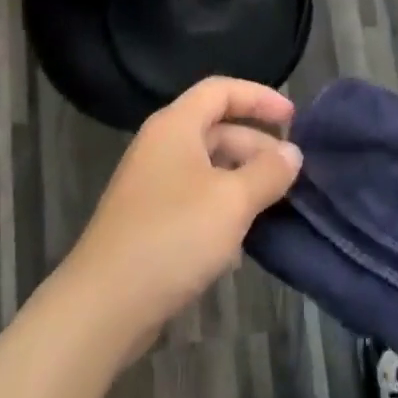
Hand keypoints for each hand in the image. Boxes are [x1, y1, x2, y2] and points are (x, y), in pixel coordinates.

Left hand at [63, 77, 301, 343]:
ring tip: (275, 206)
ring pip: (208, 168)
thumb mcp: (232, 201)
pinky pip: (196, 200)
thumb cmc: (172, 237)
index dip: (259, 97)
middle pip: (217, 129)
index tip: (293, 117)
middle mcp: (161, 147)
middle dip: (256, 147)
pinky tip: (242, 242)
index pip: (221, 91)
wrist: (103, 306)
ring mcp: (152, 185)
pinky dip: (222, 209)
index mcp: (176, 126)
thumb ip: (267, 172)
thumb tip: (292, 153)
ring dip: (243, 181)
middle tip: (291, 174)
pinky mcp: (150, 221)